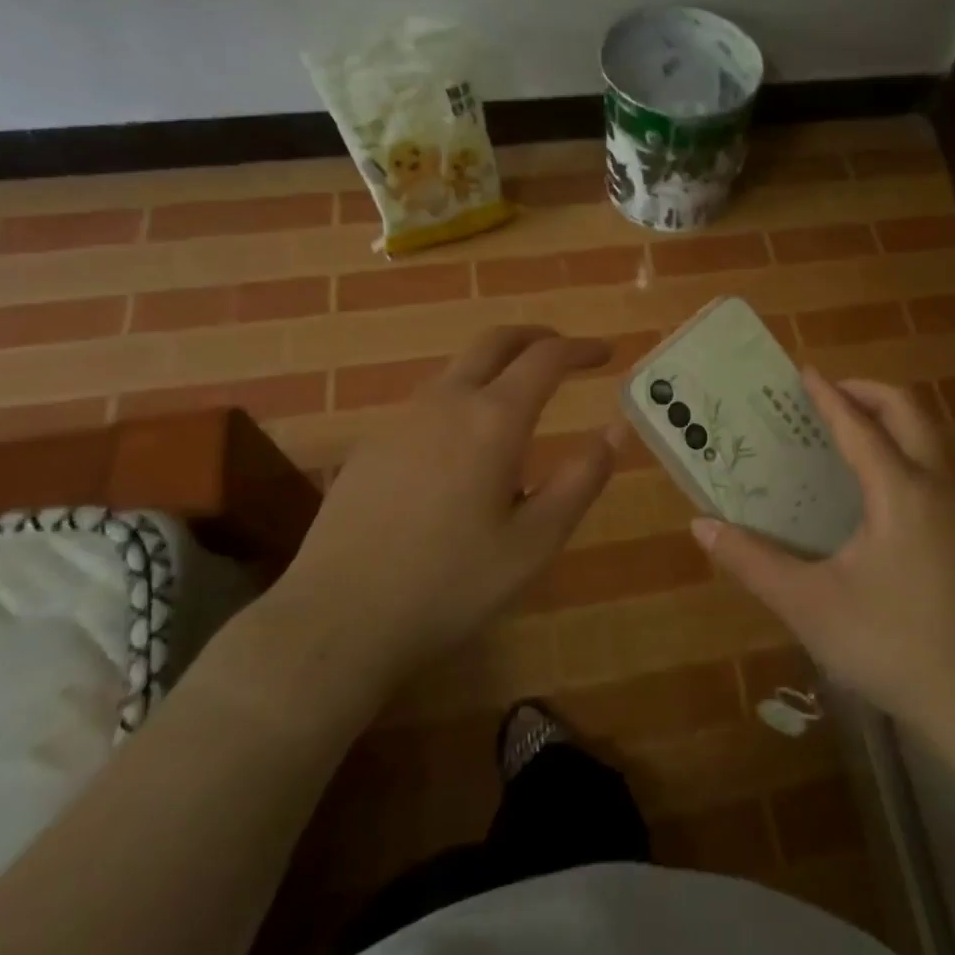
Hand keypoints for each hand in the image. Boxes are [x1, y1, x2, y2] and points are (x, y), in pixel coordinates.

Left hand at [253, 326, 616, 724]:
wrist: (338, 618)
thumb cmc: (452, 583)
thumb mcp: (536, 541)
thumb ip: (581, 479)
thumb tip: (615, 429)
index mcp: (493, 420)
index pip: (546, 359)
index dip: (581, 349)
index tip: (606, 353)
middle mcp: (446, 403)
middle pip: (494, 342)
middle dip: (535, 337)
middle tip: (564, 349)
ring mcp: (400, 420)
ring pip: (456, 370)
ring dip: (495, 367)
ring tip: (519, 397)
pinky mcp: (371, 445)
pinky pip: (427, 402)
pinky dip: (461, 398)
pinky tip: (462, 445)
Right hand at [691, 369, 954, 749]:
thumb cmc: (889, 643)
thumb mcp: (808, 604)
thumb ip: (752, 561)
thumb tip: (701, 525)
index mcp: (900, 491)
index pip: (859, 425)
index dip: (828, 396)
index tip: (803, 371)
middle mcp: (934, 487)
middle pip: (907, 413)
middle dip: (866, 393)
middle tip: (824, 396)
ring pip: (925, 439)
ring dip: (886, 420)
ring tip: (842, 430)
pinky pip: (928, 467)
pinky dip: (898, 449)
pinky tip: (868, 485)